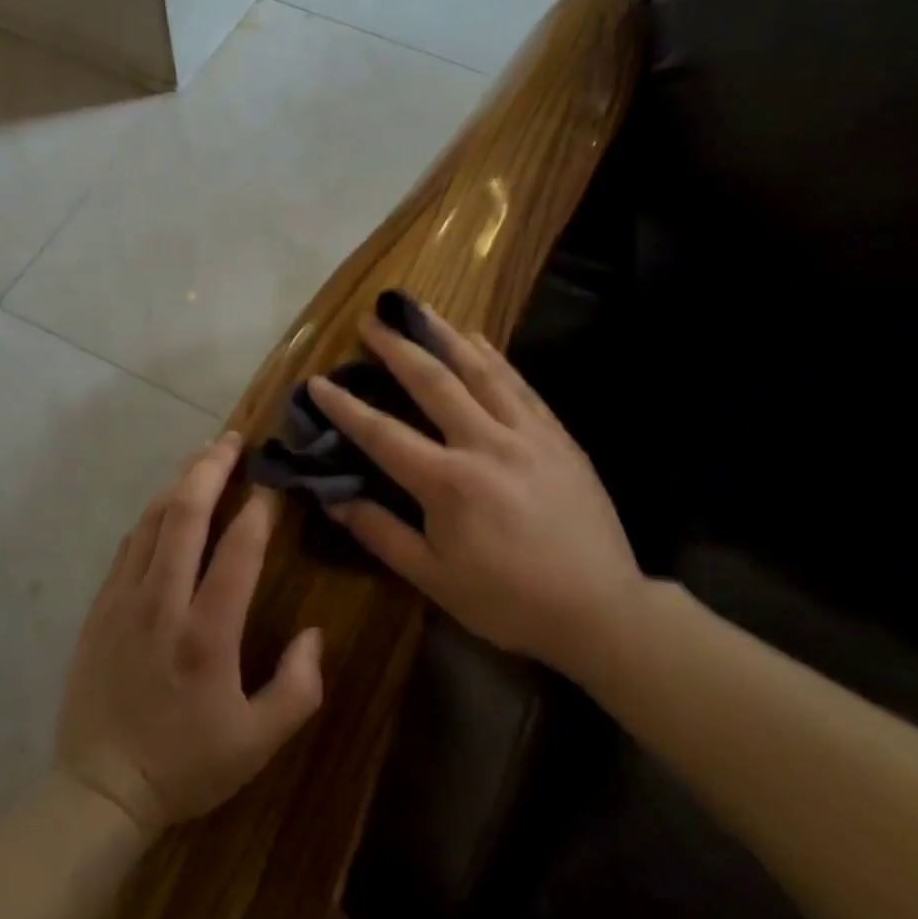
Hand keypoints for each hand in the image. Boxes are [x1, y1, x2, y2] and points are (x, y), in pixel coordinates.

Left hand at [54, 435, 323, 836]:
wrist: (99, 789)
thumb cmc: (186, 765)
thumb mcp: (258, 742)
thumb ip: (298, 687)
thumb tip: (313, 633)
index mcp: (206, 634)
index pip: (238, 550)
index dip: (259, 509)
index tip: (275, 484)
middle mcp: (162, 603)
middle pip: (185, 515)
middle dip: (211, 469)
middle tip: (233, 440)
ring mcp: (124, 599)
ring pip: (152, 520)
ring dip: (180, 481)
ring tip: (203, 456)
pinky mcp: (100, 606)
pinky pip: (129, 542)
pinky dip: (153, 513)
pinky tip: (167, 502)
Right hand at [308, 307, 644, 677]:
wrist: (599, 609)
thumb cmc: (508, 601)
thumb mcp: (434, 579)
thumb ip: (381, 534)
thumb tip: (333, 498)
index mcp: (448, 483)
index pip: (383, 435)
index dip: (346, 408)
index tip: (318, 382)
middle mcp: (485, 444)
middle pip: (433, 383)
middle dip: (397, 349)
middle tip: (371, 321)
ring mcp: (526, 434)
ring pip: (480, 370)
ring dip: (444, 336)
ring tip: (418, 310)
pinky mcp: (556, 435)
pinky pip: (519, 384)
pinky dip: (493, 356)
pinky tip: (477, 339)